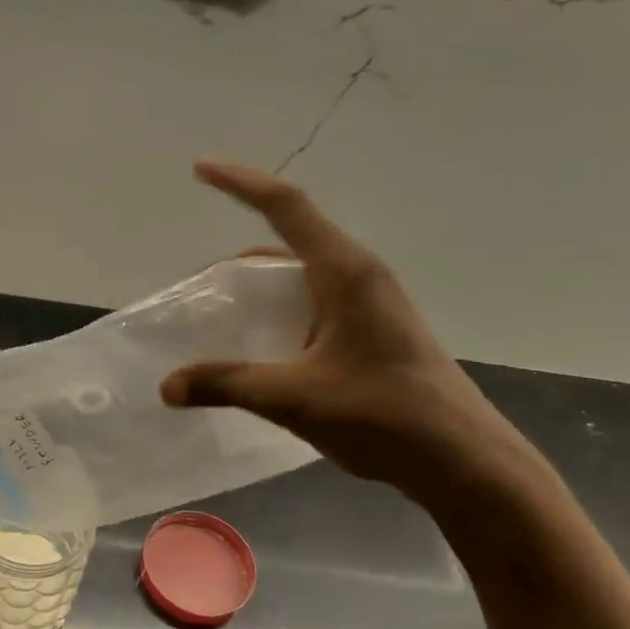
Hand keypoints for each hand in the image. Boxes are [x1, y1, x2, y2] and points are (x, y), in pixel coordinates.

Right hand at [161, 161, 533, 502]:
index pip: (286, 206)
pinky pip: (316, 305)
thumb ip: (226, 384)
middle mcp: (360, 276)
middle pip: (290, 242)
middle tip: (200, 289)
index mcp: (344, 272)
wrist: (462, 459)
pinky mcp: (375, 332)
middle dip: (240, 259)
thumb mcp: (293, 397)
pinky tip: (265, 352)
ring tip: (224, 321)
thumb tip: (167, 385)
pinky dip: (282, 314)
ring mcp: (372, 305)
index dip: (240, 183)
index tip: (200, 169)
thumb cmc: (383, 415)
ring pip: (303, 277)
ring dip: (261, 289)